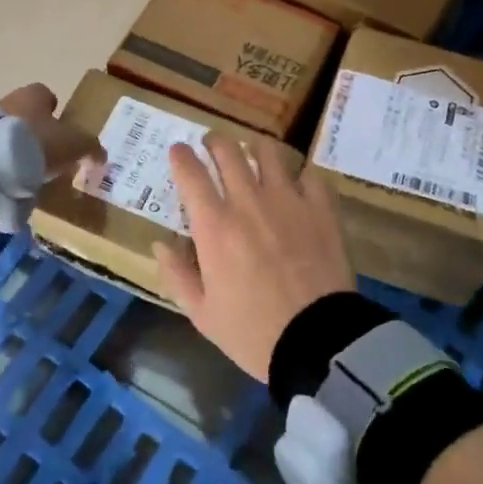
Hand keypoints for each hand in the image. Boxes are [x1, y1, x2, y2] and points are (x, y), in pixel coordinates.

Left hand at [0, 83, 103, 191]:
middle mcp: (8, 99)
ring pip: (5, 129)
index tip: (61, 131)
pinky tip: (6, 176)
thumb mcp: (75, 145)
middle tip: (45, 153)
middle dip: (34, 128)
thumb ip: (90, 148)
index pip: (46, 94)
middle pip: (25, 111)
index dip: (55, 111)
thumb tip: (101, 156)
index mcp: (34, 95)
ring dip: (14, 144)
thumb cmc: (38, 142)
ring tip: (24, 169)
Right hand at [155, 135, 356, 380]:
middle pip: (228, 150)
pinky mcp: (321, 207)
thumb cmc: (253, 332)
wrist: (318, 341)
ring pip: (268, 152)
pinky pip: (309, 173)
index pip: (190, 173)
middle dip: (215, 142)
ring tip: (254, 156)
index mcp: (214, 226)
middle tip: (213, 146)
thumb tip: (161, 243)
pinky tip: (298, 184)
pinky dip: (300, 174)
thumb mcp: (202, 314)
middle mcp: (248, 201)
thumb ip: (177, 274)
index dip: (181, 156)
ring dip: (255, 149)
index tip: (178, 151)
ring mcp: (288, 199)